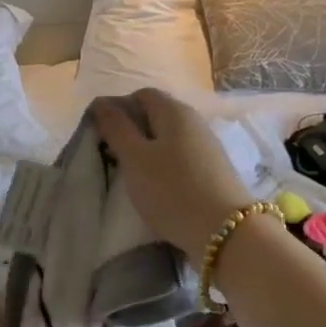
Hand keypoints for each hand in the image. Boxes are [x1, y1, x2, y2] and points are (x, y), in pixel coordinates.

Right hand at [90, 89, 255, 256]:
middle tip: (112, 156)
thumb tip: (101, 102)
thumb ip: (117, 128)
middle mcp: (194, 121)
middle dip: (132, 131)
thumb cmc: (172, 189)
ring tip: (131, 175)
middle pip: (156, 115)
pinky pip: (181, 158)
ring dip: (147, 151)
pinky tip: (156, 187)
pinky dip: (164, 166)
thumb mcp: (135, 158)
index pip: (141, 95)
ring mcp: (207, 146)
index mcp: (174, 111)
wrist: (225, 231)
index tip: (101, 134)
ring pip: (168, 139)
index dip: (118, 109)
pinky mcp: (213, 170)